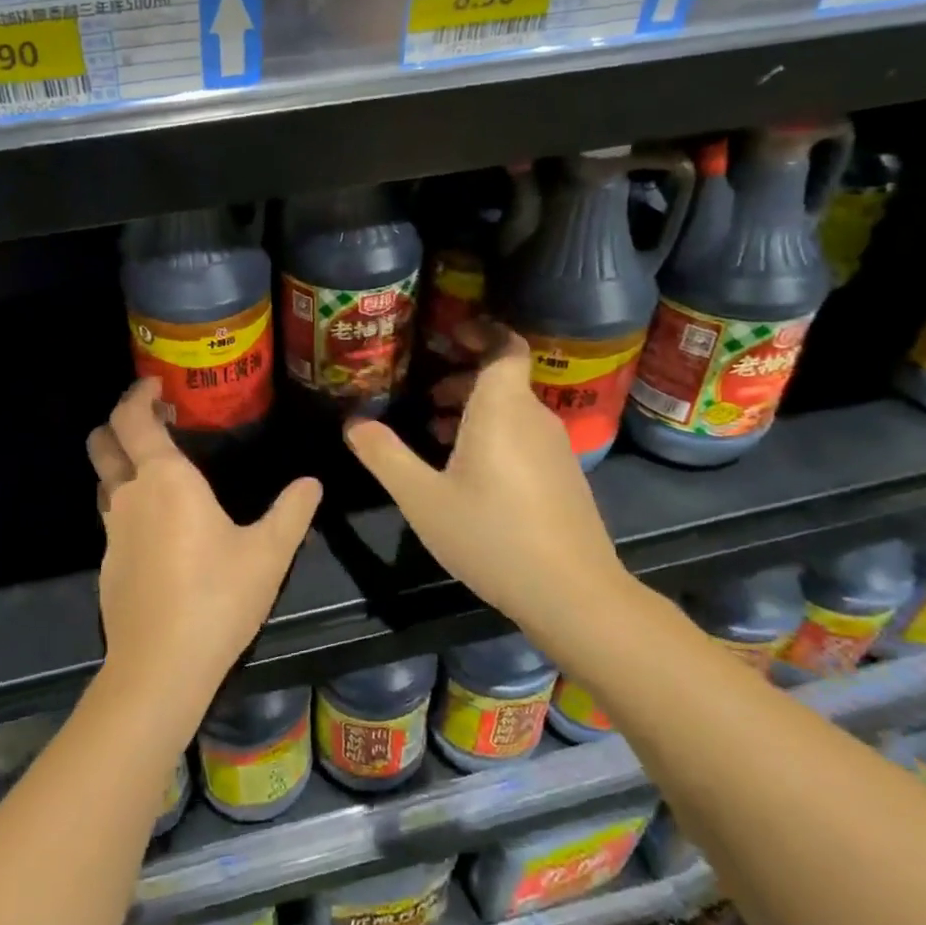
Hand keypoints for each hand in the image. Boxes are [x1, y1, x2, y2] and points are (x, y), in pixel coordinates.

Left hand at [87, 381, 321, 702]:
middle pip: (103, 443)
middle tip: (152, 422)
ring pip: (104, 481)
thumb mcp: (269, 553)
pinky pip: (112, 518)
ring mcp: (112, 531)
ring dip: (120, 464)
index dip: (138, 395)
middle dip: (118, 423)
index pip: (132, 418)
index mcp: (165, 479)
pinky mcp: (108, 564)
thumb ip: (292, 512)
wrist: (160, 667)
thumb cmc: (218, 597)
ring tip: (156, 469)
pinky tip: (158, 528)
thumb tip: (312, 483)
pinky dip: (127, 504)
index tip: (156, 385)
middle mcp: (129, 495)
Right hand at [344, 325, 628, 632]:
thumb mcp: (422, 498)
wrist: (572, 593)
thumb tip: (353, 422)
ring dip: (474, 410)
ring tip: (435, 432)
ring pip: (512, 410)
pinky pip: (524, 435)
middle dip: (462, 379)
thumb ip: (385, 455)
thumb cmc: (491, 535)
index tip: (447, 334)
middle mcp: (534, 417)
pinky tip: (468, 473)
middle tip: (423, 396)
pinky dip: (494, 435)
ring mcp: (555, 448)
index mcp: (502, 408)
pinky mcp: (564, 476)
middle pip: (502, 379)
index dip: (480, 331)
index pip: (504, 346)